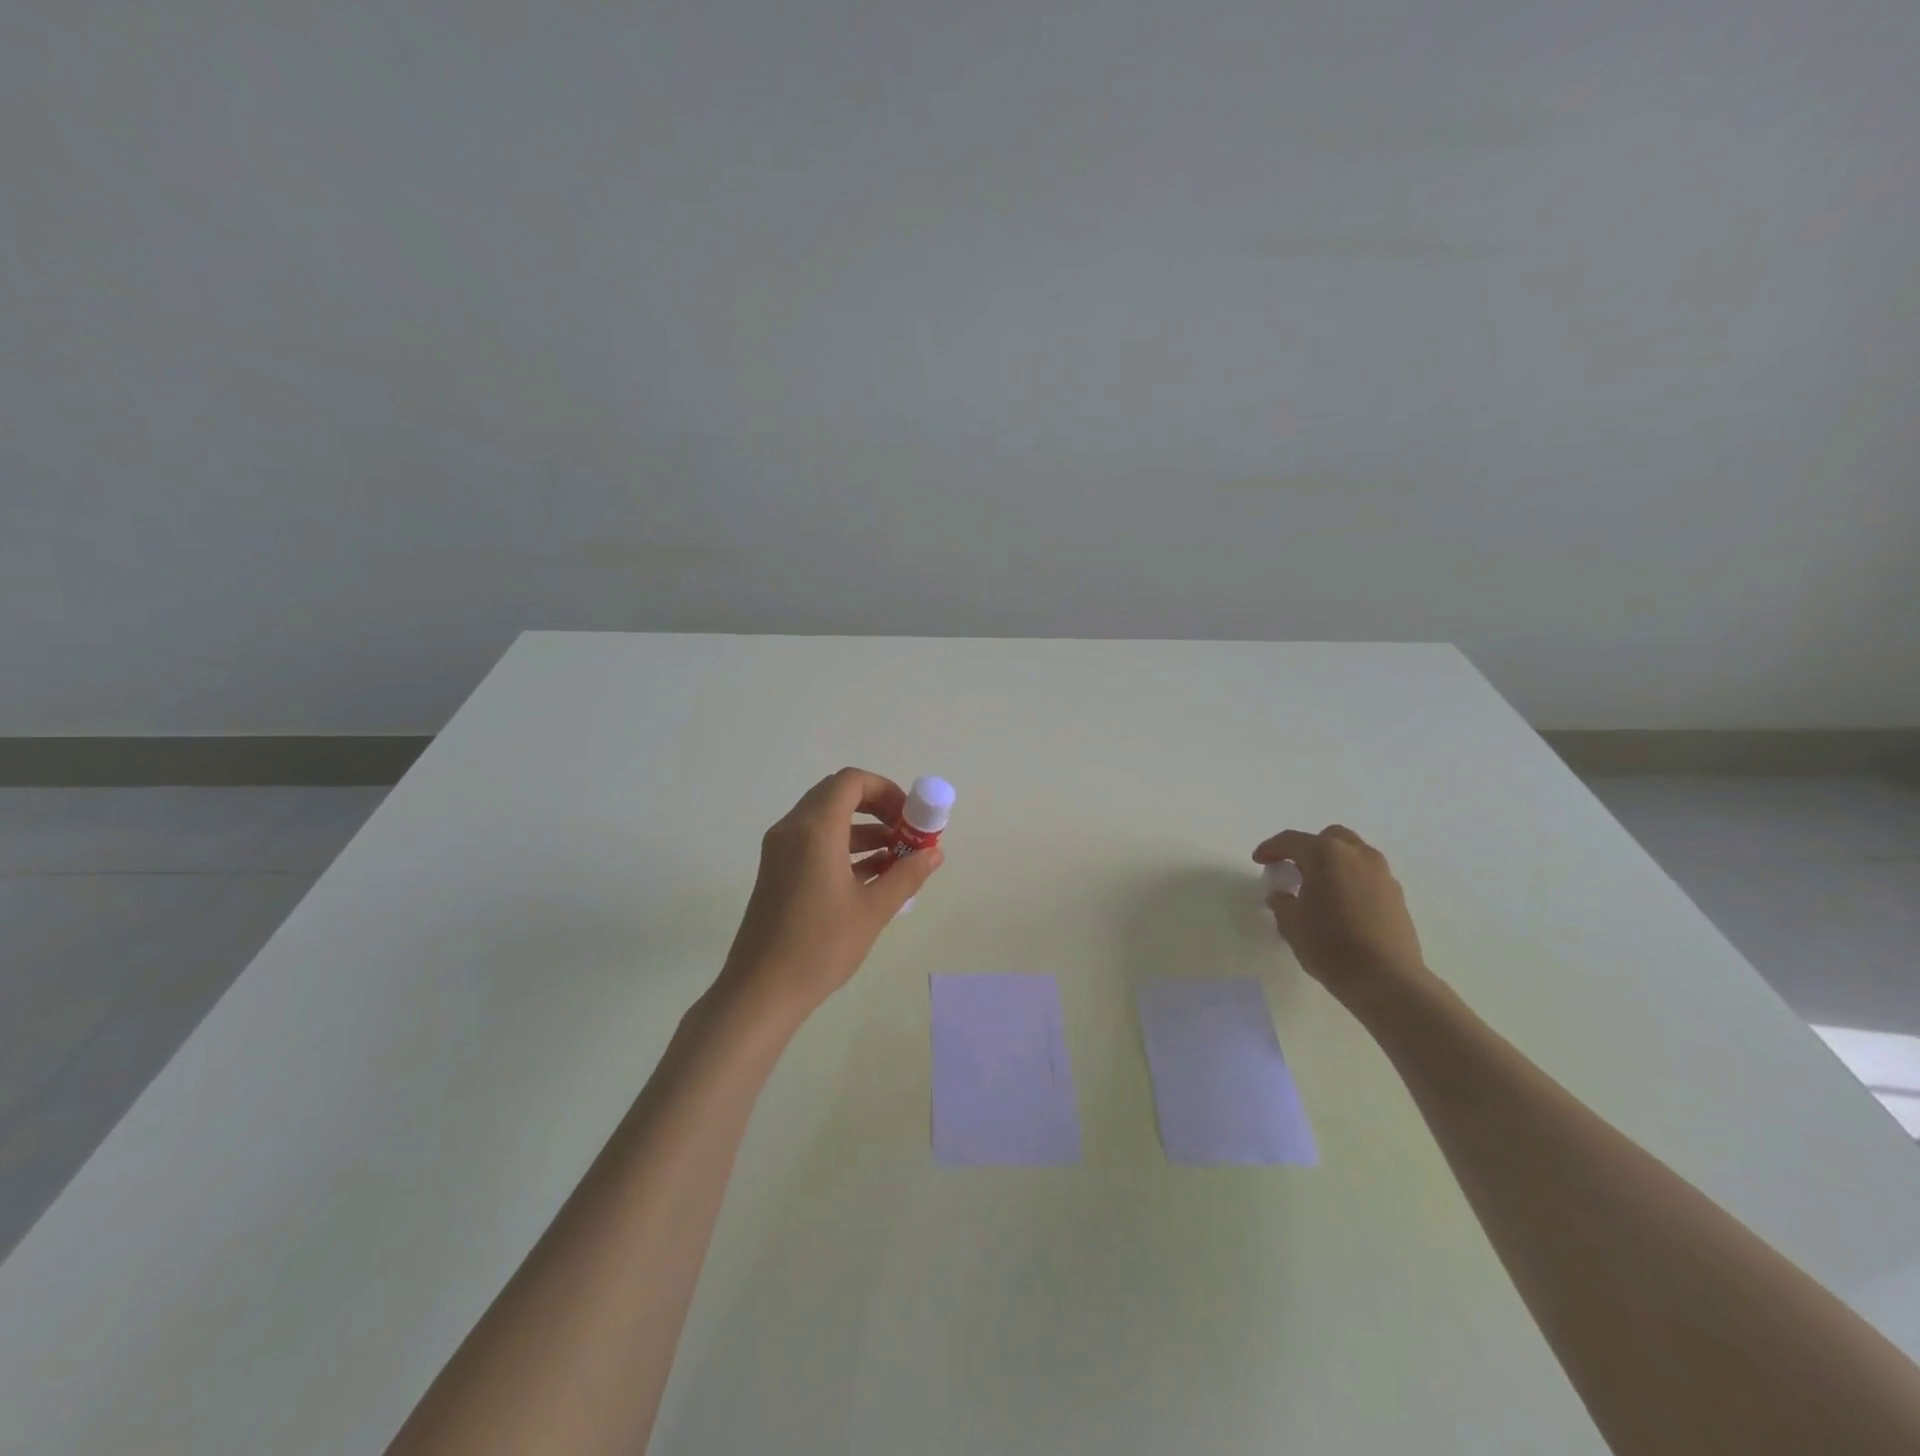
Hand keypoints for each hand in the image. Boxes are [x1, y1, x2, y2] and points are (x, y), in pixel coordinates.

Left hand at [716, 768, 943, 1020]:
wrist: (761, 990)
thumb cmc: (820, 946)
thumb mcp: (873, 910)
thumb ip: (907, 875)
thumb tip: (934, 853)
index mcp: (815, 830)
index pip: (852, 781)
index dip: (886, 790)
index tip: (910, 817)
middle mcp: (793, 829)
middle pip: (838, 795)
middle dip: (877, 807)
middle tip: (905, 833)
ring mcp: (780, 850)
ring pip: (826, 819)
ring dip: (862, 829)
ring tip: (897, 858)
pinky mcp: (776, 870)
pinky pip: (813, 841)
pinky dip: (843, 846)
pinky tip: (872, 875)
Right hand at [1252, 825, 1425, 1002]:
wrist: (1387, 980)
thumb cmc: (1330, 946)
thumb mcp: (1292, 924)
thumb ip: (1282, 903)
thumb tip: (1281, 895)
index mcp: (1326, 855)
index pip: (1292, 840)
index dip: (1271, 848)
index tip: (1259, 860)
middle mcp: (1357, 855)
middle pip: (1329, 838)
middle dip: (1308, 849)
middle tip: (1294, 870)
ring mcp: (1382, 874)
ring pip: (1353, 854)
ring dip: (1333, 863)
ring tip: (1319, 888)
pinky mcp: (1397, 896)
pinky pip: (1368, 875)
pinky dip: (1351, 880)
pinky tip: (1342, 906)